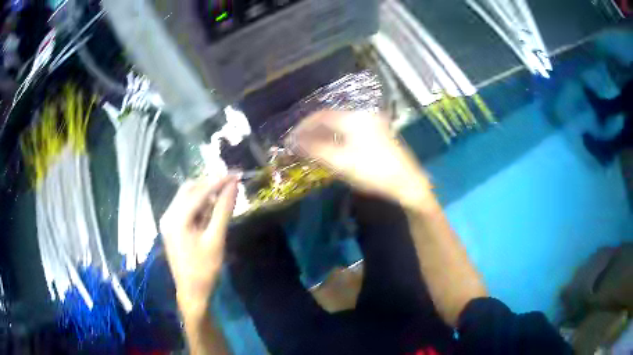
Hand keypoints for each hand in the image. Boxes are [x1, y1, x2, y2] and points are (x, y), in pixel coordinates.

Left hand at [160, 175, 238, 318]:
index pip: (199, 191)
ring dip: (205, 194)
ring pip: (187, 197)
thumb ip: (223, 210)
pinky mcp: (172, 228)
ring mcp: (168, 221)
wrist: (192, 292)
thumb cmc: (205, 269)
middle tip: (231, 183)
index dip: (218, 181)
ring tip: (224, 196)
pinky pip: (185, 208)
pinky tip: (211, 209)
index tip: (236, 173)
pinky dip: (199, 205)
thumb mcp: (216, 239)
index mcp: (176, 218)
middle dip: (210, 184)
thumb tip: (234, 185)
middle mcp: (168, 215)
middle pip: (189, 189)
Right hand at [290, 111, 431, 207]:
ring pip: (341, 126)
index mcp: (354, 118)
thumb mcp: (341, 162)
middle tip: (300, 144)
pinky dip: (337, 139)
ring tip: (312, 148)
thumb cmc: (374, 172)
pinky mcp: (378, 135)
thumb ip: (315, 149)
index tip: (291, 139)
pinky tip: (332, 149)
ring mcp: (373, 125)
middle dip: (313, 131)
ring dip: (325, 135)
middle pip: (331, 119)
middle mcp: (364, 116)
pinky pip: (351, 132)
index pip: (321, 116)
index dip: (304, 126)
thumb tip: (293, 142)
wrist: (408, 183)